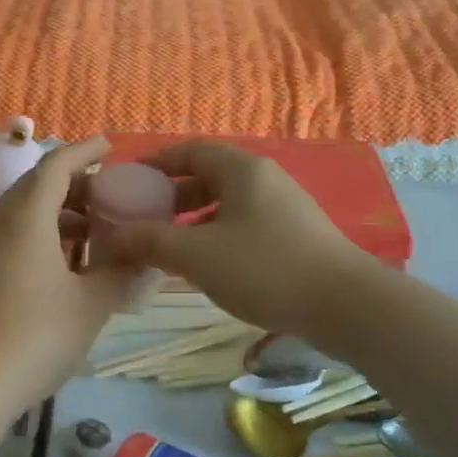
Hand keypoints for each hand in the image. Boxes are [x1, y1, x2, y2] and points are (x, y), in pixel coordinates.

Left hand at [0, 138, 138, 423]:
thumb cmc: (32, 338)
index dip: (83, 151)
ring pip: (26, 216)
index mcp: (28, 218)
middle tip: (111, 196)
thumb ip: (120, 275)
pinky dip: (46, 239)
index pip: (56, 166)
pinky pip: (16, 240)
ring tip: (97, 234)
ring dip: (62, 215)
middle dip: (76, 186)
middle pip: (39, 187)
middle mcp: (1, 225)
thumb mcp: (89, 306)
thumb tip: (146, 258)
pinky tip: (68, 269)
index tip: (108, 146)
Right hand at [95, 141, 371, 344]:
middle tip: (144, 218)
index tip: (130, 180)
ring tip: (169, 247)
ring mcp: (284, 207)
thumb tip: (111, 235)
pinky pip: (244, 225)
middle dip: (172, 196)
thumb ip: (151, 241)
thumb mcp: (198, 255)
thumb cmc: (265, 268)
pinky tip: (207, 267)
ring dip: (194, 220)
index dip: (157, 162)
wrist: (346, 306)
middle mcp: (264, 179)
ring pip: (227, 204)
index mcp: (242, 169)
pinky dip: (218, 237)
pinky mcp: (296, 235)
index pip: (190, 150)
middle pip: (208, 177)